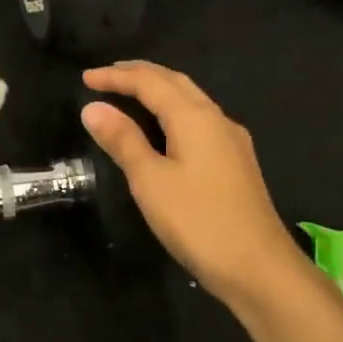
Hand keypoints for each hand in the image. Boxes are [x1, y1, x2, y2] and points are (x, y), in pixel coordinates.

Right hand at [81, 61, 301, 304]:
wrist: (257, 266)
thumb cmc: (198, 221)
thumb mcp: (150, 180)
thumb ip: (123, 140)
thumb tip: (93, 108)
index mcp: (194, 117)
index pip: (150, 83)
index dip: (116, 77)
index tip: (85, 78)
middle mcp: (217, 119)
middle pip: (175, 83)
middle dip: (140, 75)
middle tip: (107, 76)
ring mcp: (231, 141)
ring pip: (191, 101)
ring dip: (159, 91)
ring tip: (131, 95)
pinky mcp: (236, 163)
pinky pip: (199, 122)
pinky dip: (174, 113)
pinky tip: (166, 130)